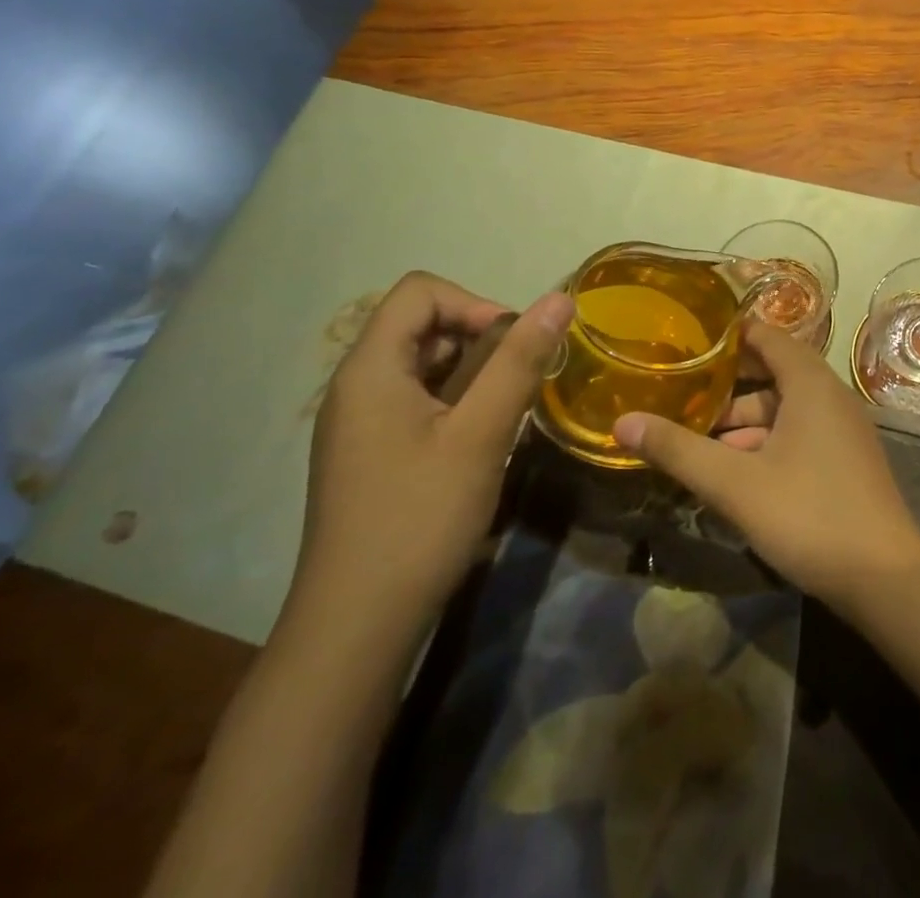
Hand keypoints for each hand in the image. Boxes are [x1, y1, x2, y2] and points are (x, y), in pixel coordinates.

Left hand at [289, 272, 572, 647]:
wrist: (357, 626)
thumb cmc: (419, 518)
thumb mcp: (481, 433)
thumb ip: (521, 360)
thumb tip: (562, 298)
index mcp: (370, 369)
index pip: (421, 292)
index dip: (475, 303)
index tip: (513, 346)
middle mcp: (357, 385)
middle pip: (423, 324)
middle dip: (481, 339)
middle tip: (520, 383)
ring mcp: (361, 422)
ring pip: (426, 364)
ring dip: (475, 373)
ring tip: (507, 413)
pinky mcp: (372, 451)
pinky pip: (419, 399)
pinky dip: (459, 402)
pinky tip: (483, 440)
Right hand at [612, 322, 919, 611]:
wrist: (884, 576)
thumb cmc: (809, 514)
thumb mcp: (735, 483)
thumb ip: (679, 450)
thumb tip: (622, 422)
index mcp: (810, 383)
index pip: (766, 336)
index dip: (727, 335)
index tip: (685, 340)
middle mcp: (830, 396)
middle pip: (772, 372)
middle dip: (726, 384)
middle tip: (678, 391)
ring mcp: (841, 429)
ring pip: (783, 409)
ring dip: (742, 421)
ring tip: (695, 438)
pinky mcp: (843, 459)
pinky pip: (798, 433)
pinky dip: (765, 442)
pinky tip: (733, 470)